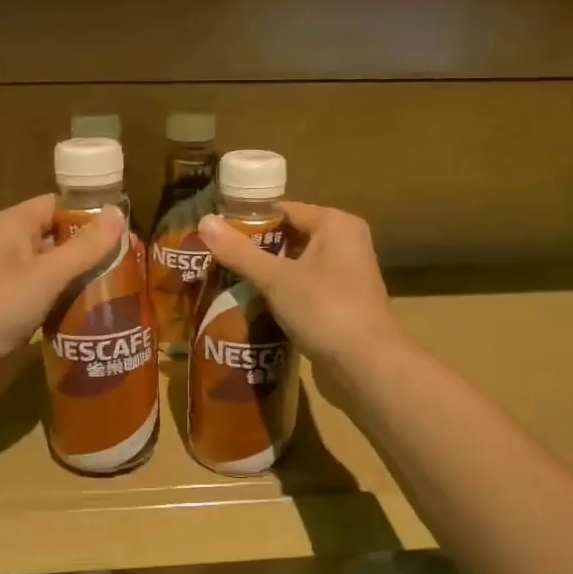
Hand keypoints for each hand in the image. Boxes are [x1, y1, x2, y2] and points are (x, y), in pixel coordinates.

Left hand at [0, 194, 124, 382]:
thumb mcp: (47, 274)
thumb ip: (85, 247)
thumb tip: (119, 214)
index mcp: (11, 226)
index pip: (57, 206)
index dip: (89, 213)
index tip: (125, 229)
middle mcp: (8, 248)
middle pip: (57, 239)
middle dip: (91, 251)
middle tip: (130, 263)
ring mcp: (6, 283)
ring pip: (53, 273)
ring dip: (81, 281)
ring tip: (122, 290)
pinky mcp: (8, 314)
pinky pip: (45, 301)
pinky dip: (66, 305)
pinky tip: (95, 316)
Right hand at [196, 202, 401, 372]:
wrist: (368, 364)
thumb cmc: (325, 309)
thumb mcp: (276, 278)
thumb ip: (240, 252)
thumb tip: (204, 221)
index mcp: (336, 224)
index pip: (284, 209)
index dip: (249, 220)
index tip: (216, 232)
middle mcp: (346, 242)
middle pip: (291, 236)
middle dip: (257, 248)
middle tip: (217, 258)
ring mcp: (348, 274)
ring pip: (298, 264)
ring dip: (269, 273)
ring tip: (229, 279)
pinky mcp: (344, 302)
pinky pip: (306, 287)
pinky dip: (284, 293)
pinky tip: (257, 304)